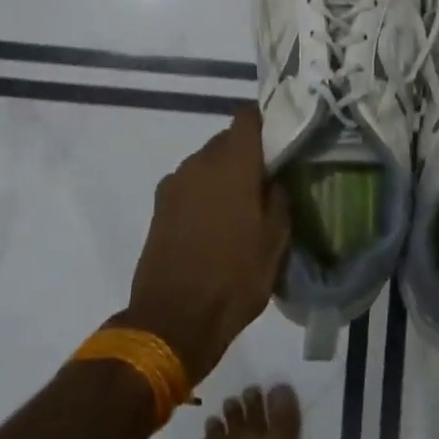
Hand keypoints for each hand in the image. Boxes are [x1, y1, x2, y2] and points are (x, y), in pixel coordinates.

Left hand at [120, 107, 289, 384]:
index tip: (279, 140)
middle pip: (227, 139)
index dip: (265, 122)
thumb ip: (279, 199)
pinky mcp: (159, 205)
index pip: (248, 116)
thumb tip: (275, 180)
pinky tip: (212, 224)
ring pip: (206, 162)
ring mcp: (175, 183)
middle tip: (264, 181)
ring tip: (238, 208)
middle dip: (245, 154)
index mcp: (233, 163)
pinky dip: (202, 193)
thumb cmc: (234, 279)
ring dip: (222, 175)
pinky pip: (189, 184)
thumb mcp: (275, 242)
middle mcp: (200, 162)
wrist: (172, 322)